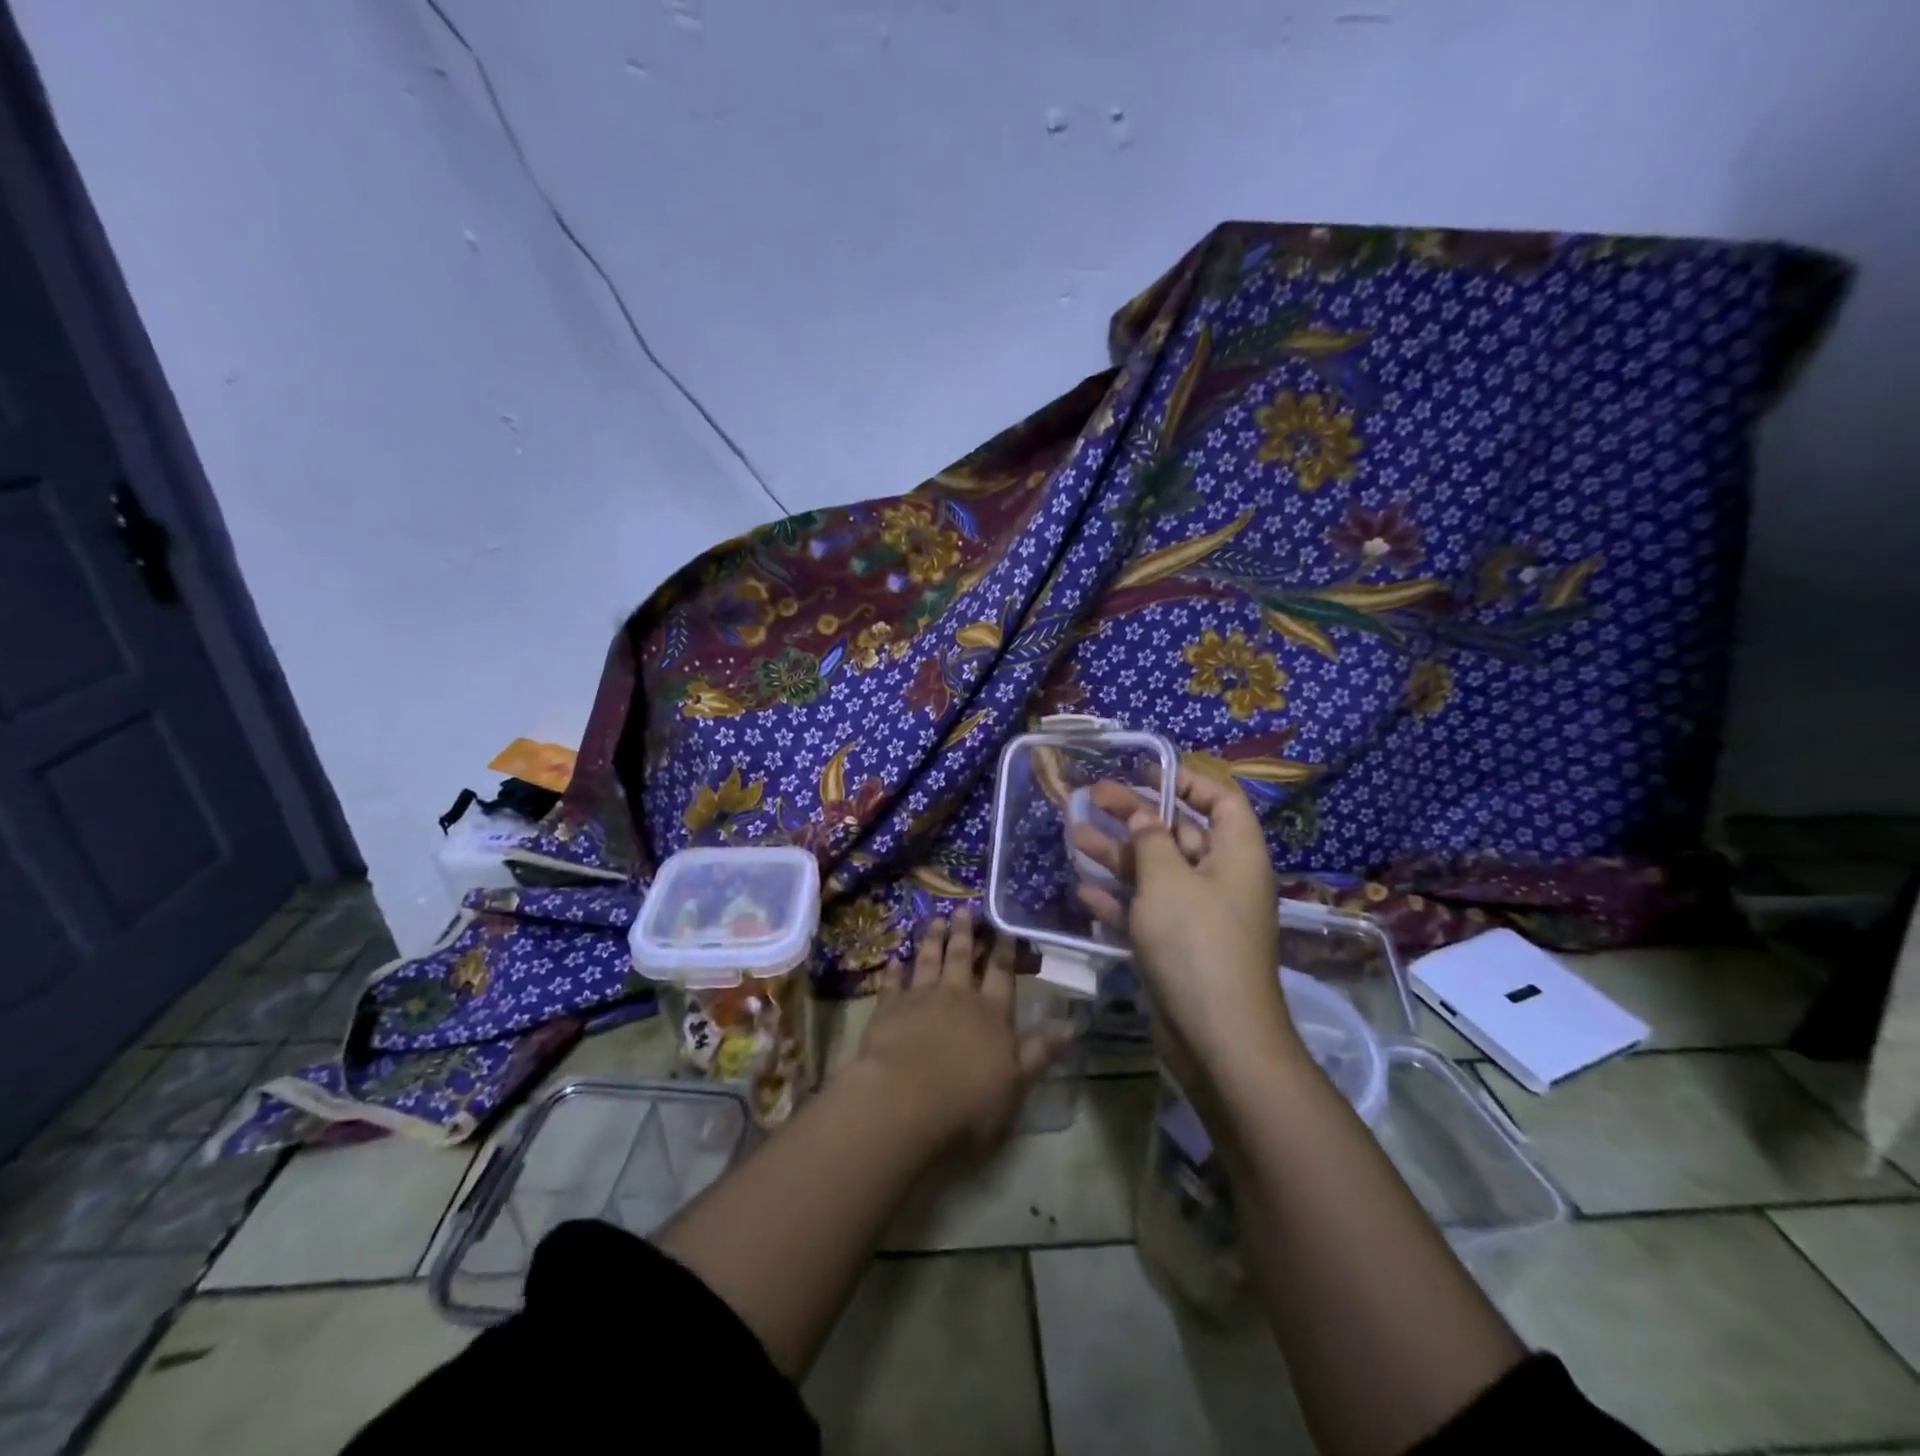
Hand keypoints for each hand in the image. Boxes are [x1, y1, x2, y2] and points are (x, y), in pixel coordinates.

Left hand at [856, 907, 1072, 1152]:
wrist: (904, 1101)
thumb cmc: (968, 1102)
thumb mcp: (1016, 1083)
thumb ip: (1041, 1051)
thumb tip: (1073, 1024)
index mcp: (991, 1014)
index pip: (1002, 975)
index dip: (1005, 950)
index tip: (1005, 927)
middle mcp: (957, 997)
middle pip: (962, 958)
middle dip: (965, 933)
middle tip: (965, 908)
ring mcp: (920, 998)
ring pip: (929, 961)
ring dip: (933, 940)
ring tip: (936, 919)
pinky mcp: (888, 1008)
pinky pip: (892, 982)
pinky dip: (895, 969)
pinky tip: (895, 958)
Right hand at [1071, 771, 1298, 1083]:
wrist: (1217, 1039)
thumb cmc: (1197, 944)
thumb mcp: (1168, 881)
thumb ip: (1151, 841)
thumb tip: (1145, 817)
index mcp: (1237, 855)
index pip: (1221, 801)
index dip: (1187, 781)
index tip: (1145, 773)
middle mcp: (1221, 880)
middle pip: (1179, 833)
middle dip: (1135, 815)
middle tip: (1090, 797)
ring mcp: (1199, 916)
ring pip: (1155, 872)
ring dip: (1117, 854)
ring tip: (1073, 834)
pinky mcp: (1178, 947)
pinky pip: (1146, 911)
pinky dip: (1118, 898)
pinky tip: (1084, 888)